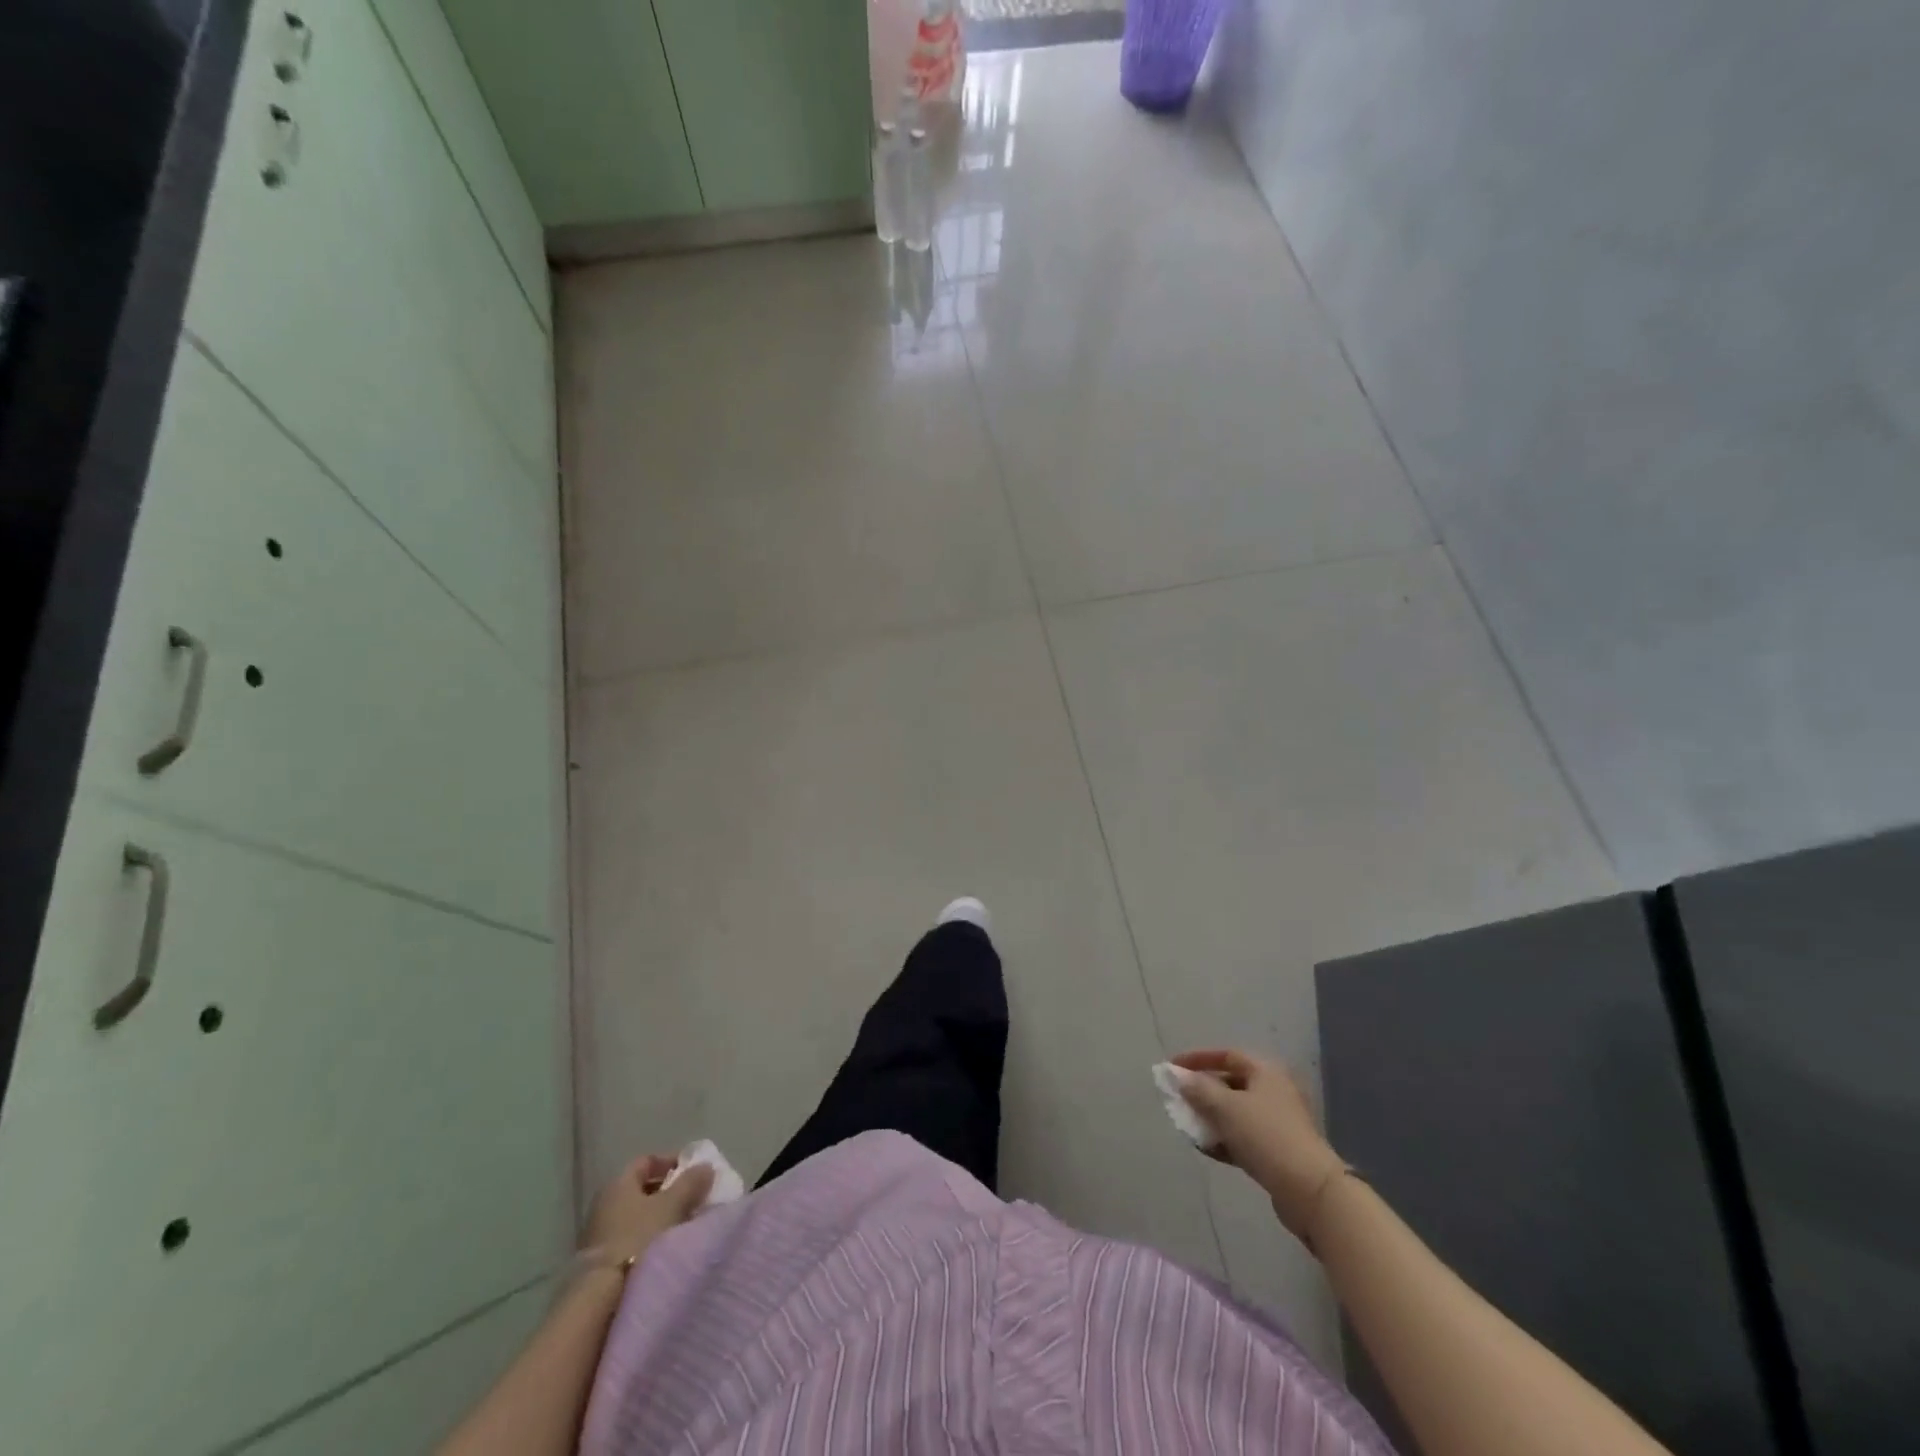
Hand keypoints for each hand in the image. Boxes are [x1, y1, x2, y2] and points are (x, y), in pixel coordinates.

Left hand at [582, 1154, 714, 1261]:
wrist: (603, 1295)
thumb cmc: (638, 1237)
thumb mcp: (672, 1205)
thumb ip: (691, 1182)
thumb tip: (706, 1166)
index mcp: (618, 1183)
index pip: (646, 1161)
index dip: (670, 1162)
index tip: (691, 1172)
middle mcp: (604, 1203)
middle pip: (641, 1189)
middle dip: (667, 1191)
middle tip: (691, 1199)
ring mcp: (598, 1233)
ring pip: (636, 1215)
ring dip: (658, 1216)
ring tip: (681, 1225)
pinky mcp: (599, 1260)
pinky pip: (629, 1237)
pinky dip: (647, 1236)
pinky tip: (662, 1248)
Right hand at [1173, 1049, 1348, 1244]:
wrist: (1310, 1191)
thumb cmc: (1266, 1136)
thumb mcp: (1226, 1107)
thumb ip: (1198, 1089)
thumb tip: (1178, 1076)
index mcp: (1265, 1072)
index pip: (1226, 1055)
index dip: (1198, 1058)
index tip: (1173, 1067)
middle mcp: (1273, 1091)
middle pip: (1230, 1083)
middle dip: (1202, 1090)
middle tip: (1178, 1097)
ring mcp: (1277, 1123)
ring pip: (1235, 1113)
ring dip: (1210, 1116)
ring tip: (1186, 1123)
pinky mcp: (1276, 1151)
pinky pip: (1242, 1137)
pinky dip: (1223, 1138)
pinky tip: (1204, 1147)